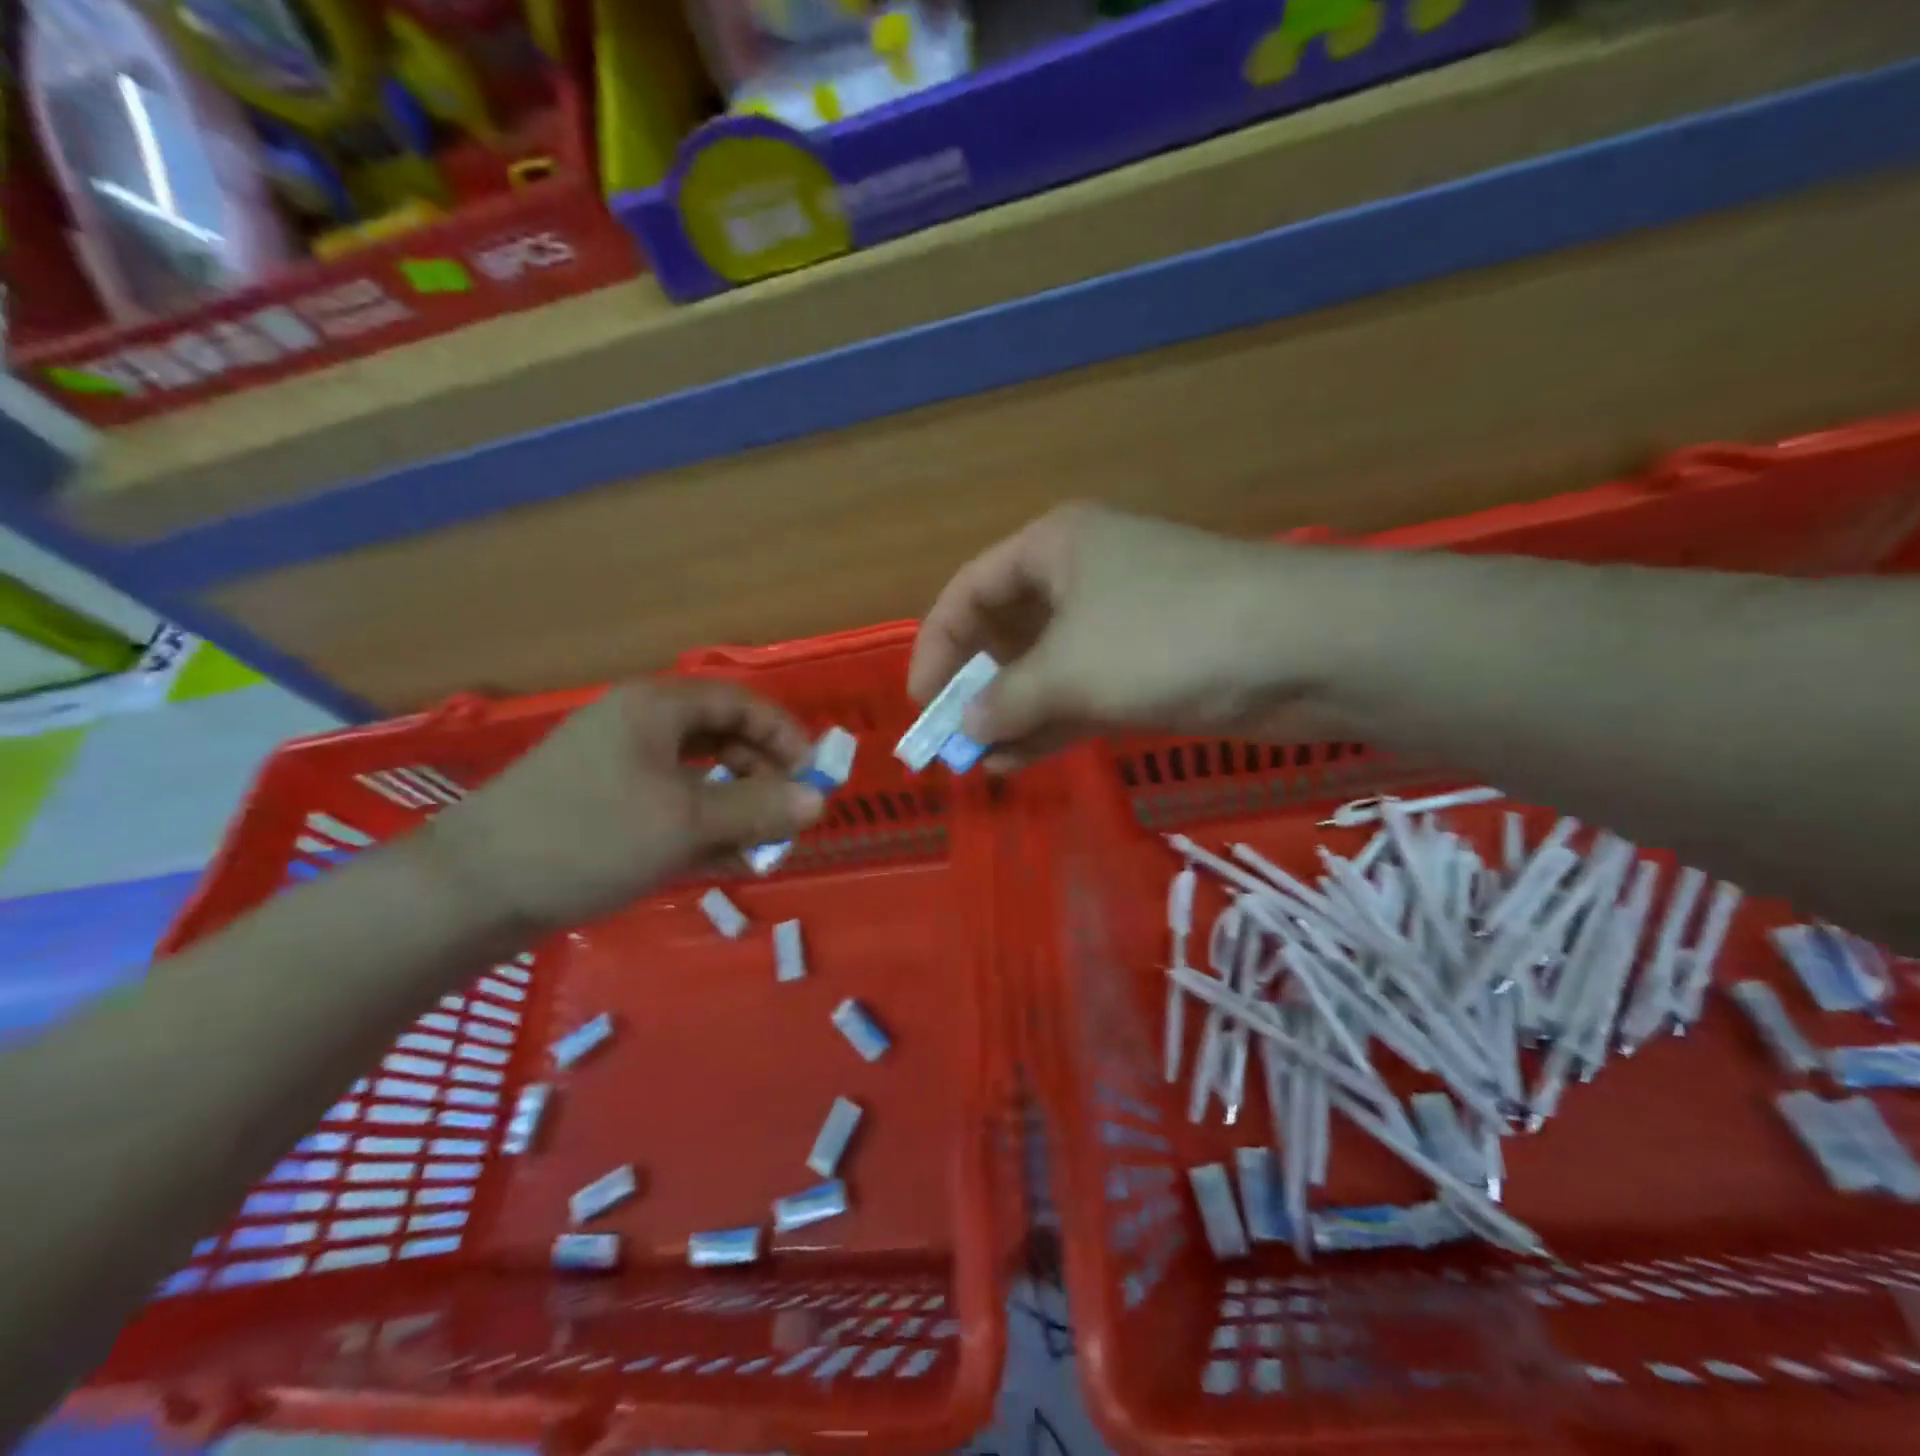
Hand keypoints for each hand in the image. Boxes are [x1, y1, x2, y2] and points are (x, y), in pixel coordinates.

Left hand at [427, 680, 823, 932]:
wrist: (470, 891)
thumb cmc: (588, 837)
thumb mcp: (686, 822)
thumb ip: (758, 808)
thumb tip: (820, 801)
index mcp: (656, 708)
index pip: (741, 702)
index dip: (785, 735)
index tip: (814, 778)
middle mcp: (639, 727)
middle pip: (722, 738)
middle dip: (762, 777)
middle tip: (786, 819)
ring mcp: (618, 768)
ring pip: (698, 778)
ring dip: (736, 809)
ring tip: (760, 849)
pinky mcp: (604, 807)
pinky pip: (670, 807)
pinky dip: (702, 829)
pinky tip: (724, 864)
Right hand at [908, 504, 1335, 766]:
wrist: (1304, 649)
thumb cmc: (1164, 637)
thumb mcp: (1067, 669)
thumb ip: (1006, 701)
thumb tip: (968, 729)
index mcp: (1054, 547)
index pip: (970, 591)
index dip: (937, 647)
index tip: (922, 704)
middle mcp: (1083, 576)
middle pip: (1008, 630)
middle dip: (977, 687)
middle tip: (952, 739)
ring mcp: (1121, 622)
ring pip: (1047, 669)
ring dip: (1013, 715)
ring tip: (980, 763)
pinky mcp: (1152, 666)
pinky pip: (1084, 693)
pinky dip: (1053, 725)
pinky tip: (1021, 762)